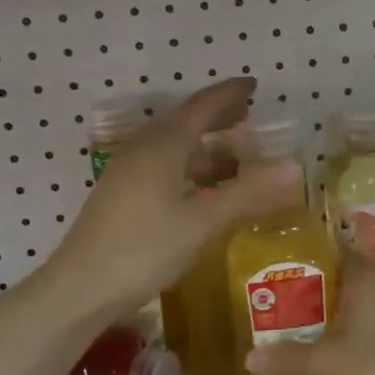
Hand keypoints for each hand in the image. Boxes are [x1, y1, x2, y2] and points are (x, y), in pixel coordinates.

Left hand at [49, 78, 301, 319]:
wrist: (80, 289)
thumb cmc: (145, 248)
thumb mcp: (203, 222)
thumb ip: (249, 193)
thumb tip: (294, 167)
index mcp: (164, 144)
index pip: (203, 106)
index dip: (230, 94)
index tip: (254, 85)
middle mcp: (144, 148)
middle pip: (186, 120)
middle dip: (218, 116)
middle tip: (248, 115)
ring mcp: (128, 170)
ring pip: (173, 145)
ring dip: (205, 144)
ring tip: (234, 154)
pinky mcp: (121, 193)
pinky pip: (163, 163)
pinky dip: (190, 164)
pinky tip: (201, 186)